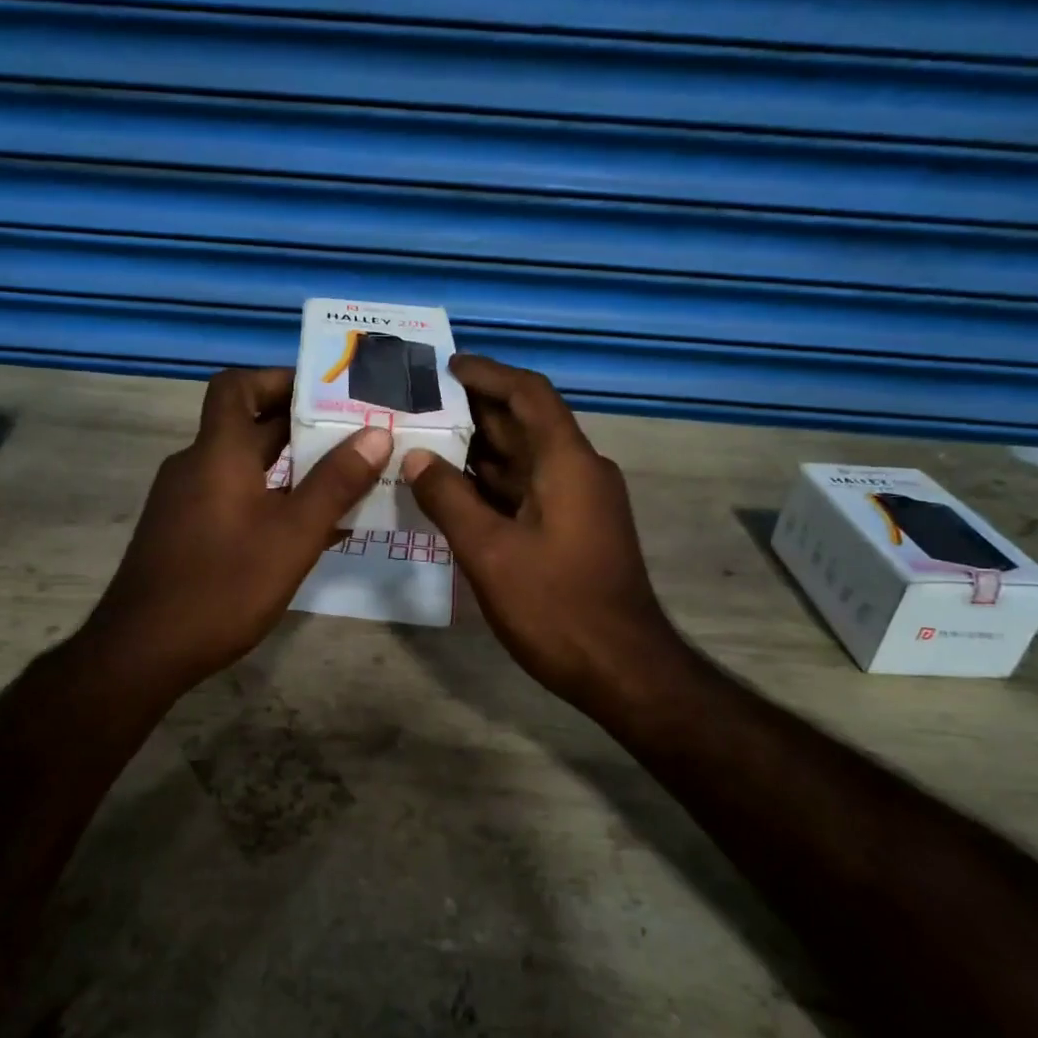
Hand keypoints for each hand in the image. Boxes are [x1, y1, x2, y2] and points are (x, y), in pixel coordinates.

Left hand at [85, 367, 390, 692]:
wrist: (144, 651)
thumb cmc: (223, 585)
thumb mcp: (293, 535)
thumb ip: (336, 484)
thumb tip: (375, 434)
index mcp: (218, 452)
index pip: (237, 385)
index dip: (278, 378)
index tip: (326, 392)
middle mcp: (197, 466)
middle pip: (249, 426)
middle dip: (303, 427)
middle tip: (357, 435)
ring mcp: (187, 501)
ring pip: (246, 467)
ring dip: (293, 468)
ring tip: (347, 479)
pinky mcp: (186, 533)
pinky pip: (235, 498)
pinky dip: (272, 500)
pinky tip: (310, 529)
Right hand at [403, 356, 685, 719]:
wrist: (621, 669)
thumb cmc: (556, 606)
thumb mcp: (489, 551)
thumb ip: (449, 499)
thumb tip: (416, 458)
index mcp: (567, 462)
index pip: (528, 394)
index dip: (488, 374)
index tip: (446, 367)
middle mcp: (578, 471)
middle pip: (525, 424)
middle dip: (475, 411)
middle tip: (420, 404)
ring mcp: (579, 502)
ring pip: (524, 460)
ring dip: (480, 450)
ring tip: (424, 440)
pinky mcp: (573, 530)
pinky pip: (527, 491)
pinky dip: (491, 485)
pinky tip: (452, 491)